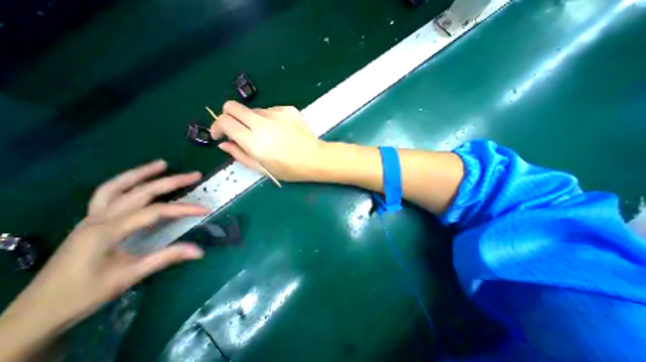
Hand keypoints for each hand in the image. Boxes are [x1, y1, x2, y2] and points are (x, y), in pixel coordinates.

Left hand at [0, 159, 207, 359]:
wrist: (35, 314)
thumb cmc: (83, 295)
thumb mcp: (130, 276)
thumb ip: (167, 257)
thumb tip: (199, 251)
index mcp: (107, 231)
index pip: (156, 212)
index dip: (183, 209)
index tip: (205, 210)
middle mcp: (99, 218)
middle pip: (140, 192)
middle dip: (170, 181)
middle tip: (194, 175)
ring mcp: (91, 218)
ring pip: (117, 186)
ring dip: (141, 173)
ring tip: (162, 164)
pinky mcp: (90, 221)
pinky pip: (107, 194)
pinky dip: (125, 182)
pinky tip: (137, 180)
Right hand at [212, 100, 325, 181]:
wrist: (315, 159)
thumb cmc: (289, 169)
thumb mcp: (262, 168)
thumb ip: (240, 155)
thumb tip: (223, 143)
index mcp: (254, 141)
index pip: (224, 121)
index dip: (217, 126)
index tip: (220, 135)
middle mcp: (263, 123)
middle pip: (233, 106)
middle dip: (228, 116)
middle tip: (236, 130)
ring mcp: (277, 113)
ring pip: (253, 110)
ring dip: (252, 121)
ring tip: (266, 136)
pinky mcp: (288, 109)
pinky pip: (270, 110)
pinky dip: (268, 119)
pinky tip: (279, 131)